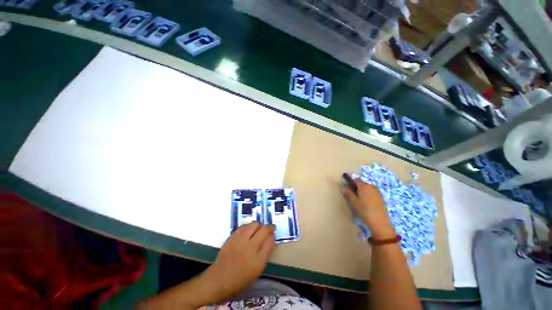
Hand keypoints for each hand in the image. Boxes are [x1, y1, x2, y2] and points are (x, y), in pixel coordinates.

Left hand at [200, 222, 275, 302]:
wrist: (219, 279)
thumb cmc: (240, 279)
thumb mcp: (257, 270)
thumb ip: (266, 254)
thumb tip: (272, 240)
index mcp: (258, 260)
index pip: (270, 241)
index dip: (273, 236)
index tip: (273, 235)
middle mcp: (250, 247)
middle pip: (264, 229)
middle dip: (269, 227)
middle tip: (269, 229)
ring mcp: (240, 240)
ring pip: (254, 224)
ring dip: (259, 225)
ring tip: (258, 229)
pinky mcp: (232, 236)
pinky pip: (244, 226)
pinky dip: (249, 226)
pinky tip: (249, 231)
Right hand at [343, 179, 395, 238]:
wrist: (379, 221)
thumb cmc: (364, 209)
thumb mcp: (353, 201)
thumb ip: (348, 193)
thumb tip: (344, 187)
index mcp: (364, 186)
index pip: (356, 180)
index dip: (351, 182)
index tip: (348, 188)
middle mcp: (371, 186)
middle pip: (362, 184)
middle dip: (357, 187)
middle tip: (353, 195)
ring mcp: (377, 192)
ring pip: (368, 189)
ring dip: (363, 192)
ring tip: (359, 200)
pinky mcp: (381, 198)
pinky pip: (372, 193)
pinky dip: (368, 195)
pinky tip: (367, 203)